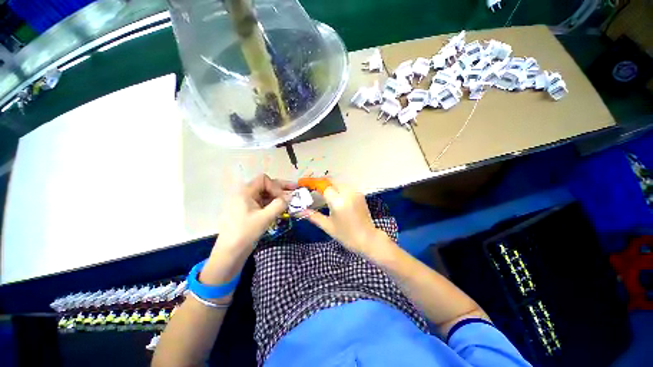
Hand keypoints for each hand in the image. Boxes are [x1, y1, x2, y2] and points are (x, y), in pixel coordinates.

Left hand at [216, 174, 296, 252]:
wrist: (229, 253)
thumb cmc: (245, 233)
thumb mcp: (265, 218)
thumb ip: (279, 205)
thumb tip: (290, 197)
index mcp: (245, 192)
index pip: (264, 180)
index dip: (275, 186)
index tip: (283, 198)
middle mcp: (244, 194)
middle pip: (265, 186)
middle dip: (280, 188)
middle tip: (295, 189)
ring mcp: (245, 203)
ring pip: (264, 195)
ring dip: (277, 197)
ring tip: (290, 201)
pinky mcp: (247, 211)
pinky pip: (261, 203)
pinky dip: (272, 204)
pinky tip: (280, 208)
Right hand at [304, 183, 384, 255]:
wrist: (368, 239)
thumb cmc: (346, 235)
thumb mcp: (328, 226)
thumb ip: (313, 216)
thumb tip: (299, 211)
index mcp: (338, 201)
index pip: (323, 186)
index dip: (312, 183)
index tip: (304, 184)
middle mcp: (347, 193)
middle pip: (331, 181)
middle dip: (321, 183)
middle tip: (311, 188)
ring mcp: (355, 192)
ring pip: (339, 182)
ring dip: (329, 185)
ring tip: (321, 192)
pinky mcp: (359, 194)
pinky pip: (346, 186)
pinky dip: (338, 188)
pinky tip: (334, 195)